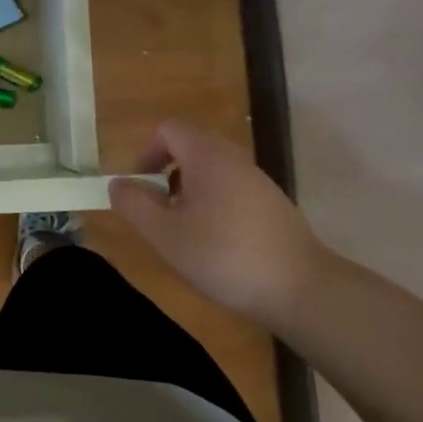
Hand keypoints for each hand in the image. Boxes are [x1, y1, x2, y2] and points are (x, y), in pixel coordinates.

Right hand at [108, 121, 330, 328]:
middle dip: (167, 174)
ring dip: (191, 192)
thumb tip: (118, 184)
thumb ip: (133, 204)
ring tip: (187, 231)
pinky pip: (233, 190)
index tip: (142, 187)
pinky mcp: (274, 205)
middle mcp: (234, 158)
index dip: (146, 153)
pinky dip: (216, 205)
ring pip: (212, 171)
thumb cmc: (224, 256)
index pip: (168, 130)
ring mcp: (259, 181)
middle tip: (161, 212)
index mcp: (206, 156)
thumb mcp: (164, 234)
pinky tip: (219, 244)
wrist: (304, 291)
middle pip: (190, 147)